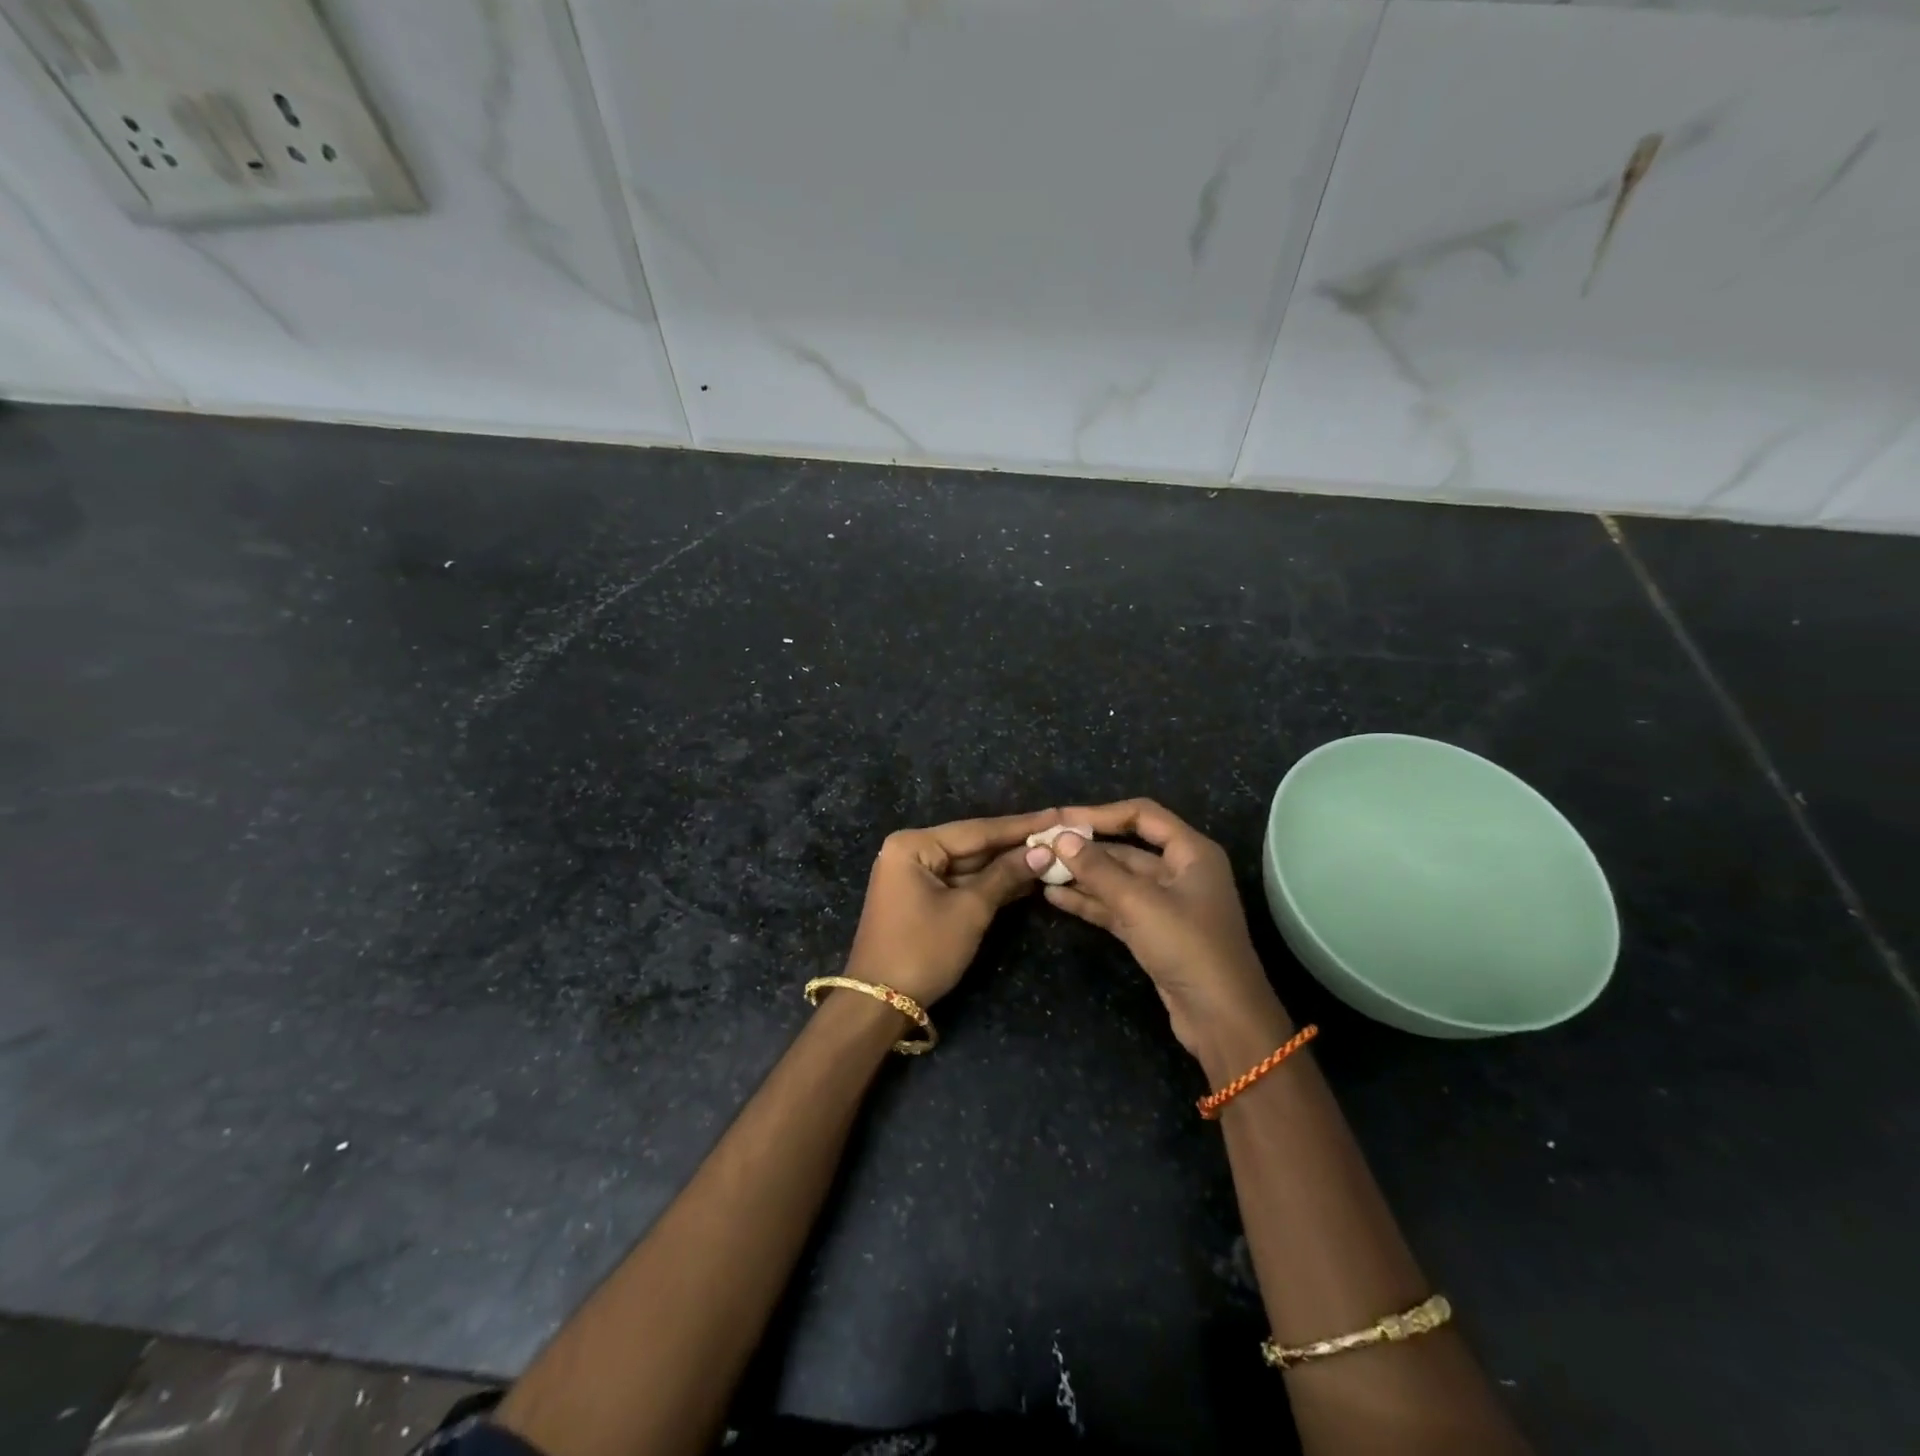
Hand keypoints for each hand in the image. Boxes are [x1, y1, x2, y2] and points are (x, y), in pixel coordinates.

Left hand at [843, 810, 1058, 1008]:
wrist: (880, 1003)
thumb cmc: (923, 950)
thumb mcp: (969, 911)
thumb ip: (1005, 876)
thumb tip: (1043, 852)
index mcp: (914, 845)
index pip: (977, 830)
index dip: (1021, 826)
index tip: (1057, 815)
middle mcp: (911, 851)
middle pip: (973, 844)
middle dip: (1015, 844)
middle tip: (1060, 834)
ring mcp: (915, 875)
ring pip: (970, 865)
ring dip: (1007, 865)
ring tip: (1053, 854)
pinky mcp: (922, 898)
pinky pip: (961, 882)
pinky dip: (990, 883)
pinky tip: (1026, 879)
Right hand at [1026, 798, 1288, 1061]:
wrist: (1222, 1019)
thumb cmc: (1188, 946)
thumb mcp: (1139, 903)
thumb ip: (1098, 869)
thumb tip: (1061, 838)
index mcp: (1191, 852)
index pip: (1142, 815)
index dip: (1100, 814)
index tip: (1062, 819)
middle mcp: (1181, 871)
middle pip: (1127, 849)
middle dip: (1086, 848)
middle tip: (1043, 846)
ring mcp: (1167, 904)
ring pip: (1118, 880)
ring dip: (1083, 875)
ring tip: (1040, 869)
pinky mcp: (1153, 933)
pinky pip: (1117, 907)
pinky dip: (1089, 901)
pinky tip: (1055, 896)